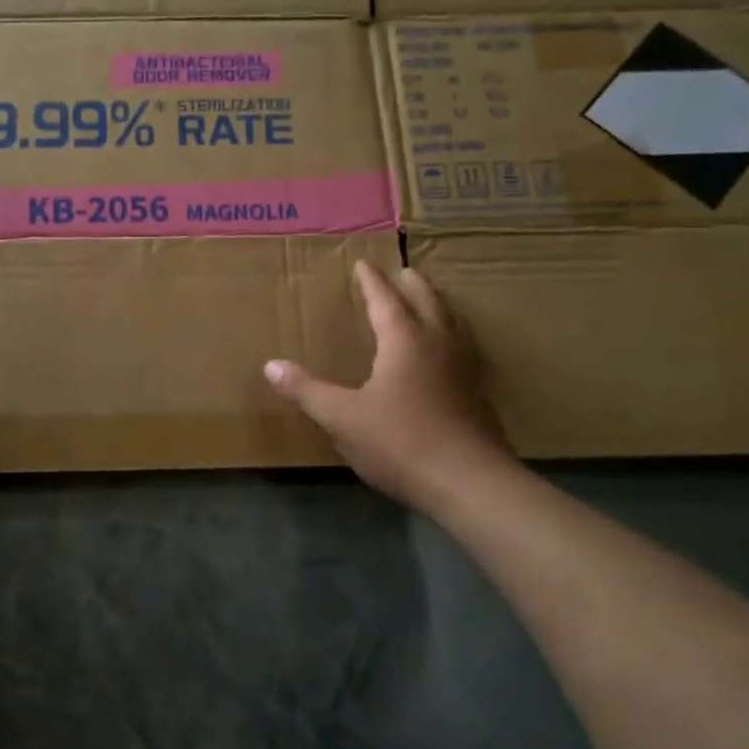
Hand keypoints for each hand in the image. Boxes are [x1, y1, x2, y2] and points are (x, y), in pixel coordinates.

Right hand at [265, 261, 512, 511]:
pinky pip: (464, 349)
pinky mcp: (478, 395)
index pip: (385, 300)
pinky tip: (448, 356)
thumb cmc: (400, 442)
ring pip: (452, 323)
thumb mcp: (342, 418)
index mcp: (404, 341)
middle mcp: (438, 345)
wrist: (468, 484)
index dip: (371, 282)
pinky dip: (452, 336)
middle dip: (413, 285)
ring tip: (429, 302)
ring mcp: (464, 369)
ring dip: (438, 306)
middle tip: (404, 272)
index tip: (363, 264)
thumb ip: (307, 390)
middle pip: (428, 302)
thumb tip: (271, 366)